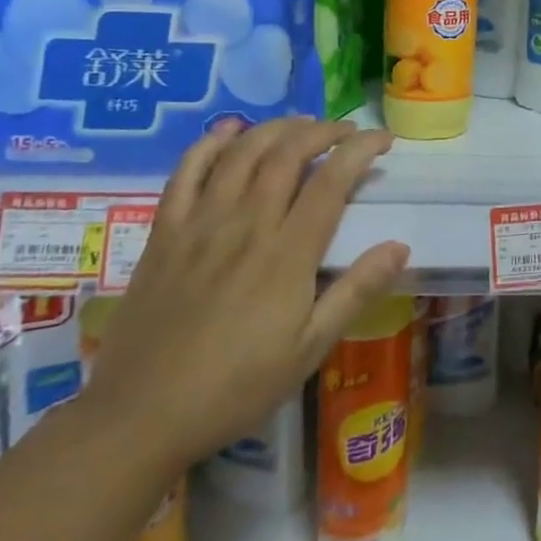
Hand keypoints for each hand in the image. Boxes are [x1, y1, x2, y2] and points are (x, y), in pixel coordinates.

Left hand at [80, 118, 408, 477]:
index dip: (360, 150)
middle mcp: (246, 225)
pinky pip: (186, 173)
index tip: (382, 141)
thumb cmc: (236, 387)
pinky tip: (229, 132)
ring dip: (275, 128)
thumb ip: (355, 292)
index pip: (331, 181)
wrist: (141, 415)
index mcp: (287, 254)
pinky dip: (209, 144)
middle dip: (323, 131)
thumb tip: (400, 246)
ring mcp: (200, 224)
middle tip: (346, 131)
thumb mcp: (310, 349)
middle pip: (287, 154)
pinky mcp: (164, 233)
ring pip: (241, 153)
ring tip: (301, 124)